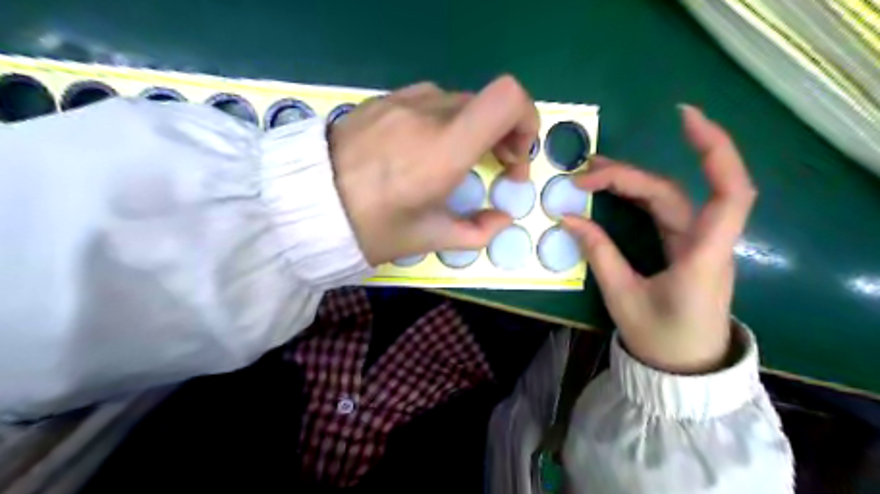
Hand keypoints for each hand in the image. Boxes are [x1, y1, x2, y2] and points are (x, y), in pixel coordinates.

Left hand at [329, 75, 539, 264]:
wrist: (304, 207)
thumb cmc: (371, 228)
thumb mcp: (428, 238)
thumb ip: (477, 231)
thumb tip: (503, 219)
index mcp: (443, 148)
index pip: (507, 98)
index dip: (526, 120)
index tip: (515, 157)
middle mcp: (426, 113)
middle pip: (487, 102)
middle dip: (503, 134)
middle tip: (495, 166)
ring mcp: (401, 101)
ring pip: (459, 102)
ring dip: (472, 128)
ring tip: (458, 159)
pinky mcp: (381, 101)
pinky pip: (428, 101)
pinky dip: (443, 120)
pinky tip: (424, 148)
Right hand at [563, 104, 755, 374]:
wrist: (684, 367)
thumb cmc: (660, 338)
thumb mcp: (622, 297)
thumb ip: (599, 253)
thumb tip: (568, 218)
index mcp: (702, 256)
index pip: (728, 193)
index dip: (715, 151)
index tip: (685, 119)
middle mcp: (705, 241)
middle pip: (672, 192)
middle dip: (627, 176)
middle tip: (583, 174)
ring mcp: (696, 242)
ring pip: (667, 197)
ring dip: (631, 181)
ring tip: (592, 173)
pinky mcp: (684, 246)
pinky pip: (663, 211)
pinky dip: (638, 195)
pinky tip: (615, 189)